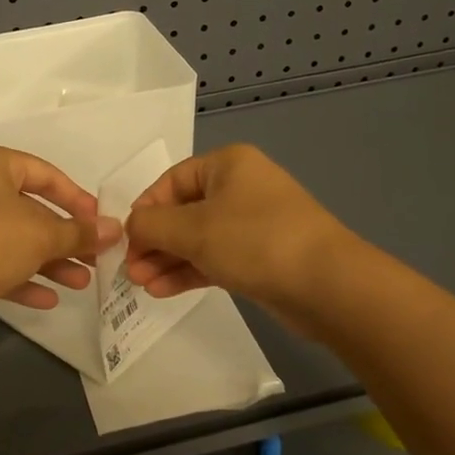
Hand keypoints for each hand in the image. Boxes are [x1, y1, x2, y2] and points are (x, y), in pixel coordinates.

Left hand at [0, 144, 121, 328]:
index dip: (77, 198)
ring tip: (81, 282)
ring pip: (13, 239)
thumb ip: (80, 233)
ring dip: (48, 261)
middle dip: (65, 238)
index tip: (100, 222)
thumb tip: (116, 229)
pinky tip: (47, 300)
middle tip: (95, 258)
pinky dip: (20, 277)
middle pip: (30, 209)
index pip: (44, 173)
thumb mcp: (42, 235)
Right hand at [123, 144, 351, 317]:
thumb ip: (152, 225)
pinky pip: (216, 258)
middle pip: (183, 211)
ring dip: (167, 259)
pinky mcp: (261, 256)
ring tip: (140, 286)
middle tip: (130, 270)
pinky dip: (189, 271)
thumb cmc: (255, 241)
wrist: (328, 285)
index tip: (125, 240)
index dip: (145, 209)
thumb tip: (131, 226)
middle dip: (154, 241)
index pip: (171, 181)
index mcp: (227, 164)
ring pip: (198, 238)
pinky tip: (163, 290)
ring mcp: (253, 223)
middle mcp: (241, 187)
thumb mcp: (193, 229)